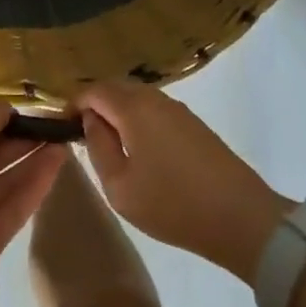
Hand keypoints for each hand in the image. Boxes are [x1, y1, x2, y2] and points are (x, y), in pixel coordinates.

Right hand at [73, 81, 289, 279]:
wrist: (242, 218)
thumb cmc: (173, 204)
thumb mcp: (120, 186)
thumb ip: (98, 147)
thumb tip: (90, 121)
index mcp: (133, 108)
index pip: (93, 90)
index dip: (73, 104)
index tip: (63, 126)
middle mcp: (156, 98)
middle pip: (116, 88)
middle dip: (95, 104)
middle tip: (82, 134)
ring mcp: (178, 109)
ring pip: (137, 98)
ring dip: (118, 112)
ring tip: (109, 144)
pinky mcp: (194, 124)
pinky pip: (155, 110)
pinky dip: (138, 120)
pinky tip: (139, 148)